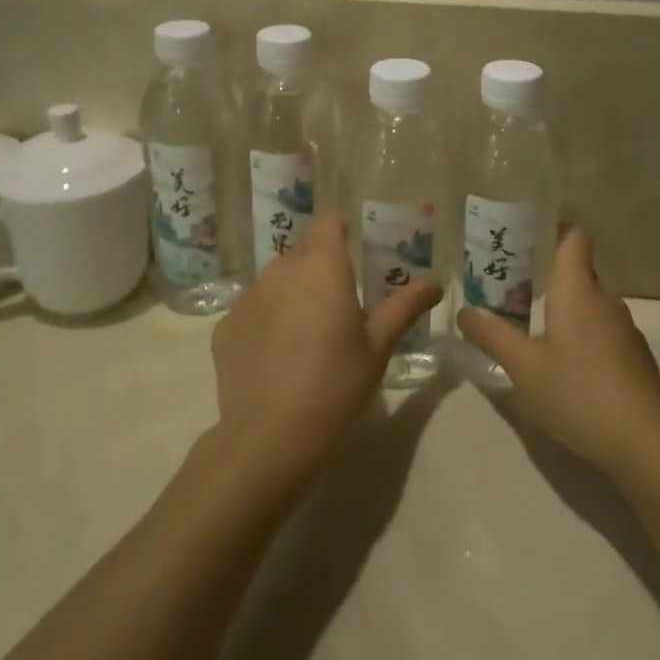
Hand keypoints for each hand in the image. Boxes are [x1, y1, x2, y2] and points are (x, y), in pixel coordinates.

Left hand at [210, 215, 441, 479]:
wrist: (270, 435)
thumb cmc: (335, 384)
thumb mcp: (378, 347)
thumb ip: (404, 307)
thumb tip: (433, 284)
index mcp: (322, 267)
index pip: (328, 224)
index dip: (341, 233)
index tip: (353, 255)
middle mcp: (281, 270)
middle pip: (303, 254)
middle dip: (319, 270)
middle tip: (337, 306)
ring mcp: (248, 296)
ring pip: (275, 281)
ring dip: (291, 294)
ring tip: (304, 335)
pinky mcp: (225, 325)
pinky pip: (252, 310)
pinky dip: (265, 321)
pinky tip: (275, 357)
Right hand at [457, 228, 659, 475]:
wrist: (646, 443)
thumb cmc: (579, 392)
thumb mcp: (524, 367)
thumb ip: (493, 336)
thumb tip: (464, 312)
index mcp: (578, 288)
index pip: (574, 236)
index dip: (551, 229)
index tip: (521, 238)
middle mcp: (604, 299)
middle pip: (577, 270)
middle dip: (543, 274)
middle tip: (507, 287)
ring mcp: (624, 329)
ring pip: (588, 303)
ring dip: (561, 307)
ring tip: (527, 325)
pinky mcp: (633, 357)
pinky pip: (600, 329)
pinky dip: (579, 333)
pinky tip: (561, 364)